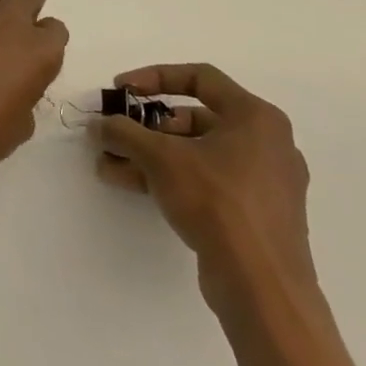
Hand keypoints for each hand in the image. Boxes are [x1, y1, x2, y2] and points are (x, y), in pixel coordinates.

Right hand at [92, 63, 315, 319]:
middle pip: (194, 118)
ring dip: (150, 154)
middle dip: (146, 125)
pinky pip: (206, 181)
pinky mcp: (255, 214)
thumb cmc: (217, 202)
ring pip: (196, 152)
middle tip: (114, 133)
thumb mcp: (160, 157)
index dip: (154, 77)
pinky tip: (130, 183)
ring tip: (110, 163)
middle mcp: (266, 143)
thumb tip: (99, 124)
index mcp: (256, 118)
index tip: (121, 90)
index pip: (199, 77)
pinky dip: (170, 177)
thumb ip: (124, 132)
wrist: (263, 288)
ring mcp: (264, 181)